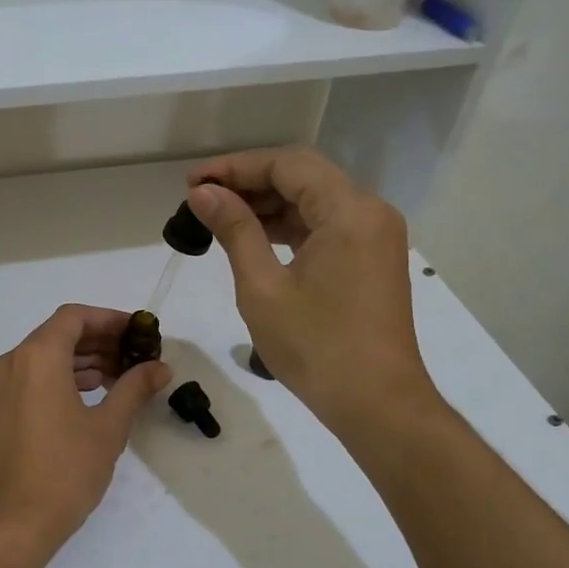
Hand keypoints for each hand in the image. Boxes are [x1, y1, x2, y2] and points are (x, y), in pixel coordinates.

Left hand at [0, 305, 170, 556]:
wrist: (11, 523)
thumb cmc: (65, 470)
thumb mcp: (108, 427)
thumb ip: (134, 388)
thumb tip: (161, 367)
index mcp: (38, 356)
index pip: (75, 317)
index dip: (110, 319)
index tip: (139, 332)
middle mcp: (13, 362)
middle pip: (59, 334)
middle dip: (99, 340)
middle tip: (136, 355)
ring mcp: (1, 387)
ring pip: (45, 357)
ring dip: (82, 360)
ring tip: (120, 376)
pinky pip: (33, 378)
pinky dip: (62, 378)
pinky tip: (91, 395)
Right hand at [185, 147, 436, 434]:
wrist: (376, 403)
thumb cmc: (315, 346)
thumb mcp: (262, 286)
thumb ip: (234, 230)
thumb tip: (203, 194)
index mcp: (348, 211)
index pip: (287, 164)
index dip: (235, 167)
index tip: (193, 183)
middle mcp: (369, 212)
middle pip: (303, 176)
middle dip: (249, 182)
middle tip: (200, 199)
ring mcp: (375, 236)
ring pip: (314, 201)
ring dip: (267, 204)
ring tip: (218, 217)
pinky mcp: (371, 259)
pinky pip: (326, 226)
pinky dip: (289, 226)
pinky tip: (253, 237)